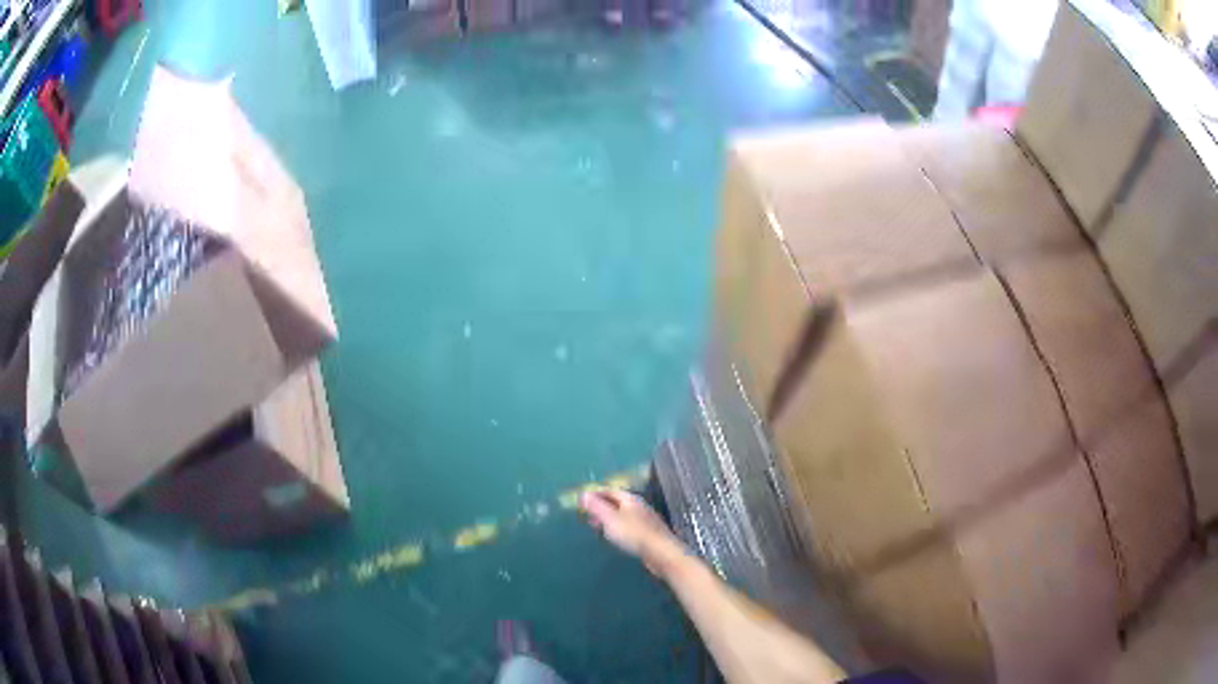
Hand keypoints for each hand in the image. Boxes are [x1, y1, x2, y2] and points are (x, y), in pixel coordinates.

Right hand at [580, 489, 686, 577]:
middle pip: (617, 502)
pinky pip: (628, 526)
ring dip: (608, 519)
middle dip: (601, 507)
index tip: (581, 500)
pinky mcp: (648, 534)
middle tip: (587, 515)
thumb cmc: (633, 533)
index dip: (595, 494)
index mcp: (630, 499)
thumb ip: (596, 506)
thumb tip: (583, 494)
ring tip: (596, 527)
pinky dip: (617, 528)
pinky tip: (614, 538)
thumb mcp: (610, 519)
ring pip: (622, 515)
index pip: (609, 490)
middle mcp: (639, 506)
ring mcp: (645, 520)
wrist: (660, 552)